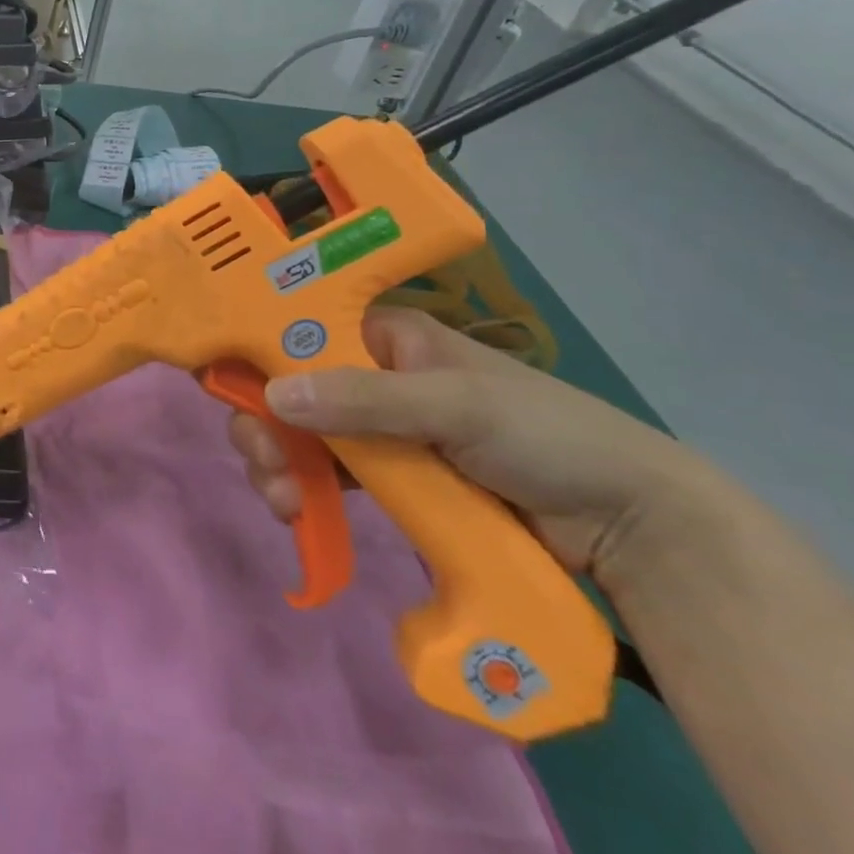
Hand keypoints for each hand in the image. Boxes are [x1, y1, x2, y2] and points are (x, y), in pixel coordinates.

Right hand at [228, 307, 698, 578]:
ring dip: (281, 464)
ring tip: (281, 501)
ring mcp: (382, 427)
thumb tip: (274, 395)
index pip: (300, 331)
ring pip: (305, 434)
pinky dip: (308, 490)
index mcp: (385, 335)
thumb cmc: (543, 436)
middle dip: (265, 425)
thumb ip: (365, 400)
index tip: (223, 389)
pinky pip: (332, 474)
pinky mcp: (394, 476)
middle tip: (261, 463)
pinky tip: (299, 513)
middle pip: (291, 388)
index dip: (257, 354)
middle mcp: (373, 372)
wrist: (630, 523)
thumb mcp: (455, 407)